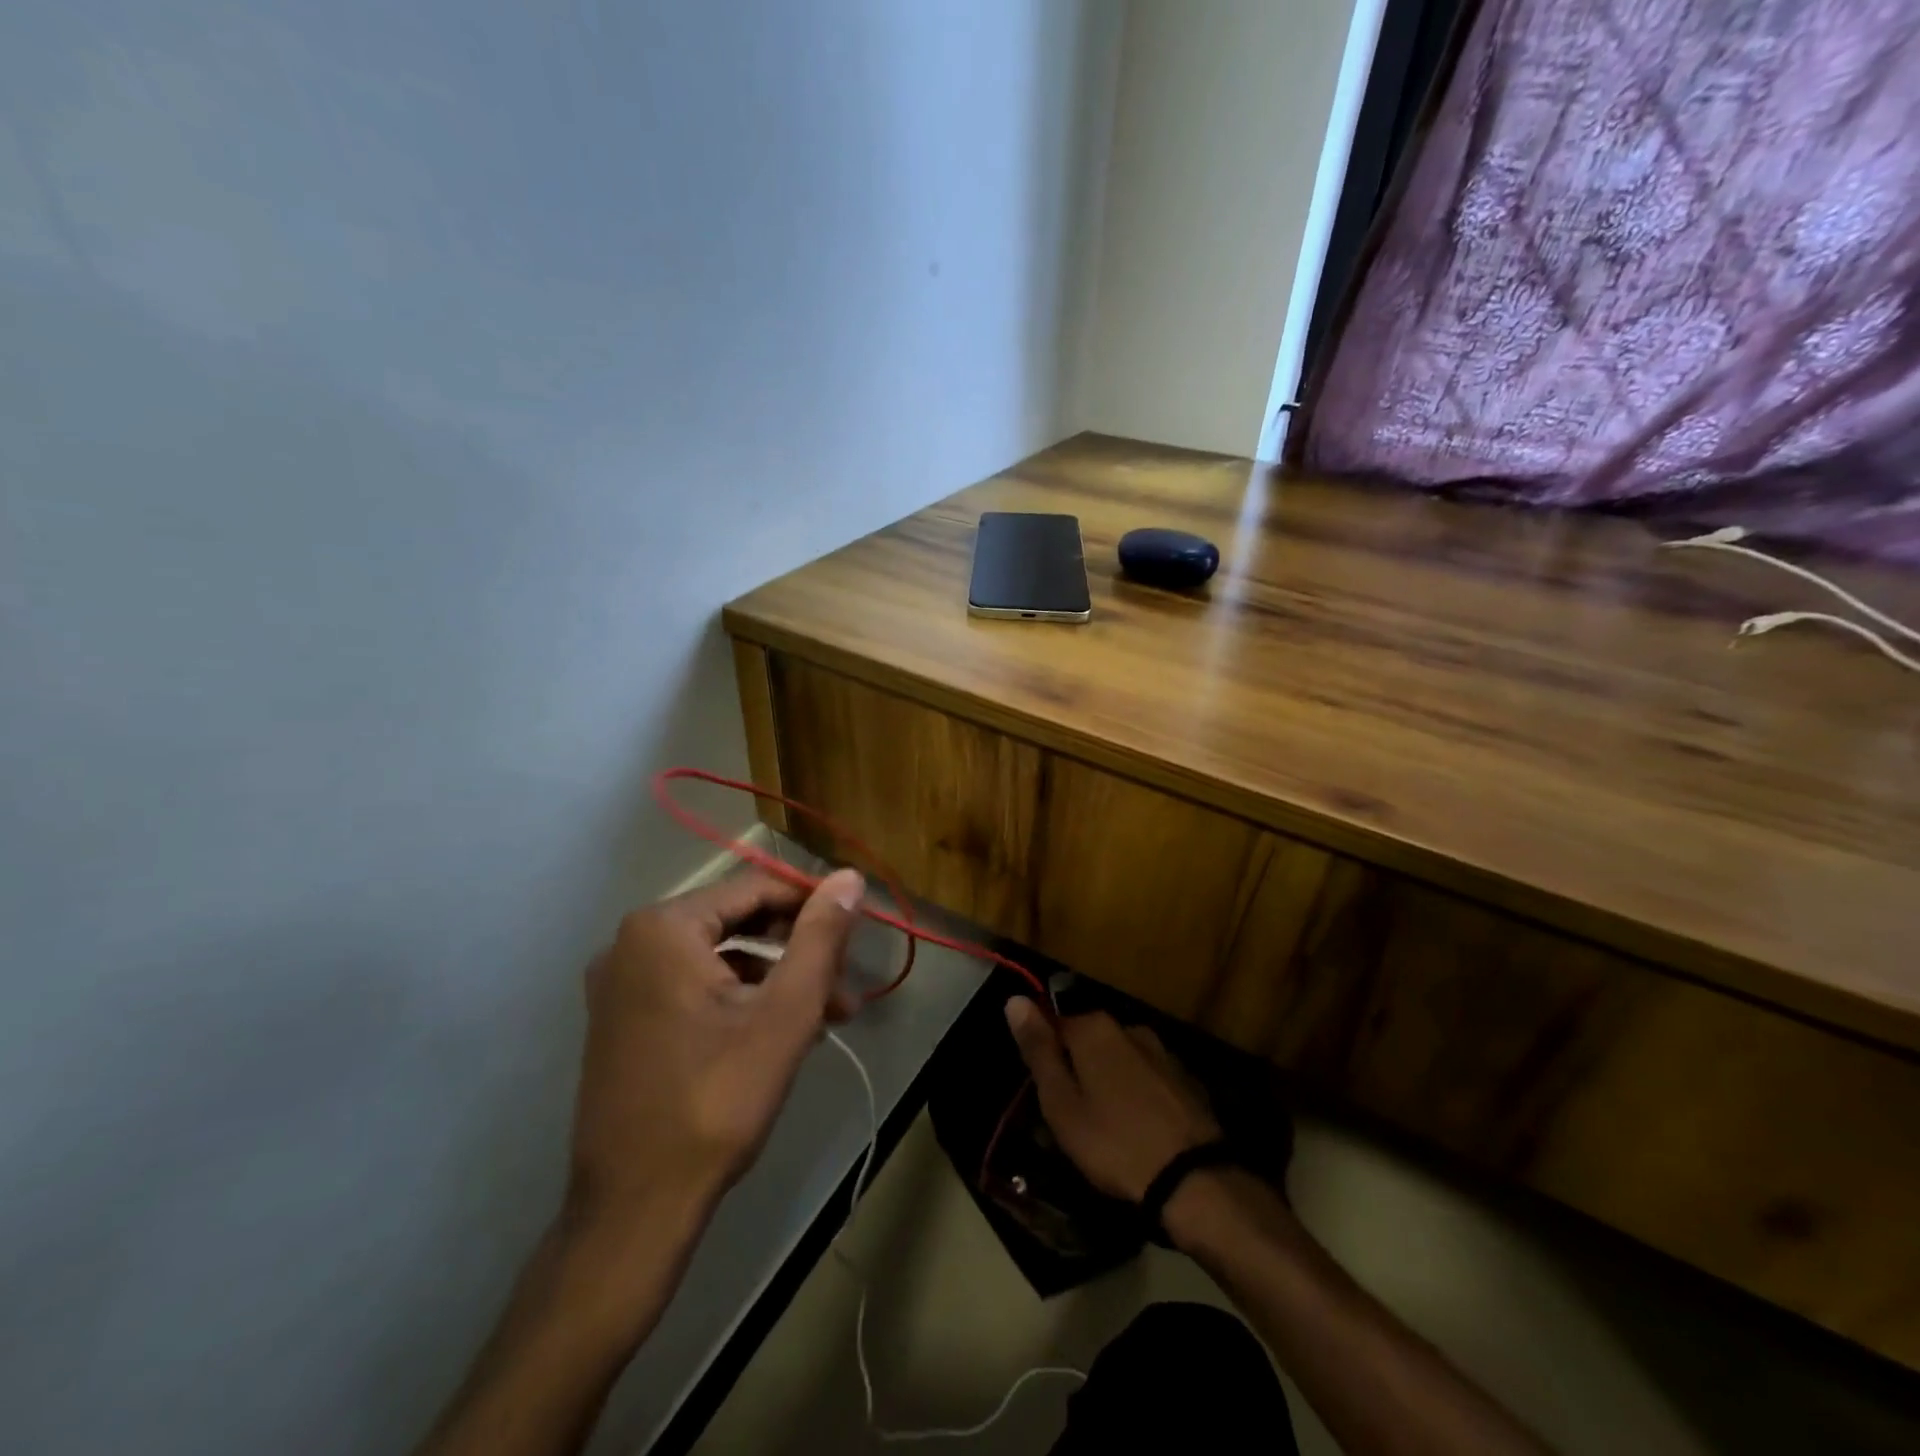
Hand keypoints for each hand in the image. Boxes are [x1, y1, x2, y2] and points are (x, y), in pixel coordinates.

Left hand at [568, 867, 865, 1227]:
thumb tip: (849, 877)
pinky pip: (694, 987)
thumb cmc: (716, 1100)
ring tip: (829, 1014)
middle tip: (845, 980)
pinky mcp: (622, 1022)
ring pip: (719, 958)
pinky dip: (741, 999)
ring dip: (777, 978)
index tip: (857, 927)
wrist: (634, 1210)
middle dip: (797, 947)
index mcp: (663, 928)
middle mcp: (632, 944)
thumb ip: (820, 937)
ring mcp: (621, 985)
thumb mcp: (785, 1012)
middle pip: (736, 921)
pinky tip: (784, 1032)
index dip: (812, 903)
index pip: (756, 888)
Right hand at [1004, 1001, 1220, 1202]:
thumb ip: (1038, 1050)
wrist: (1194, 1181)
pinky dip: (1136, 1096)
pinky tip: (1136, 1130)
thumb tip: (1015, 999)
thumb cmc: (1114, 1142)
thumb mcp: (1061, 1103)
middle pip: (1087, 1042)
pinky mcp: (1186, 1080)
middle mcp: (1129, 1027)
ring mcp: (1162, 1052)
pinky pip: (1146, 1079)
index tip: (1044, 1095)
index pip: (1053, 1024)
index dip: (1044, 1058)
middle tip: (1070, 1118)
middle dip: (1076, 1070)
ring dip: (1107, 1083)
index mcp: (1095, 1028)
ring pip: (1118, 1060)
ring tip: (1104, 1129)